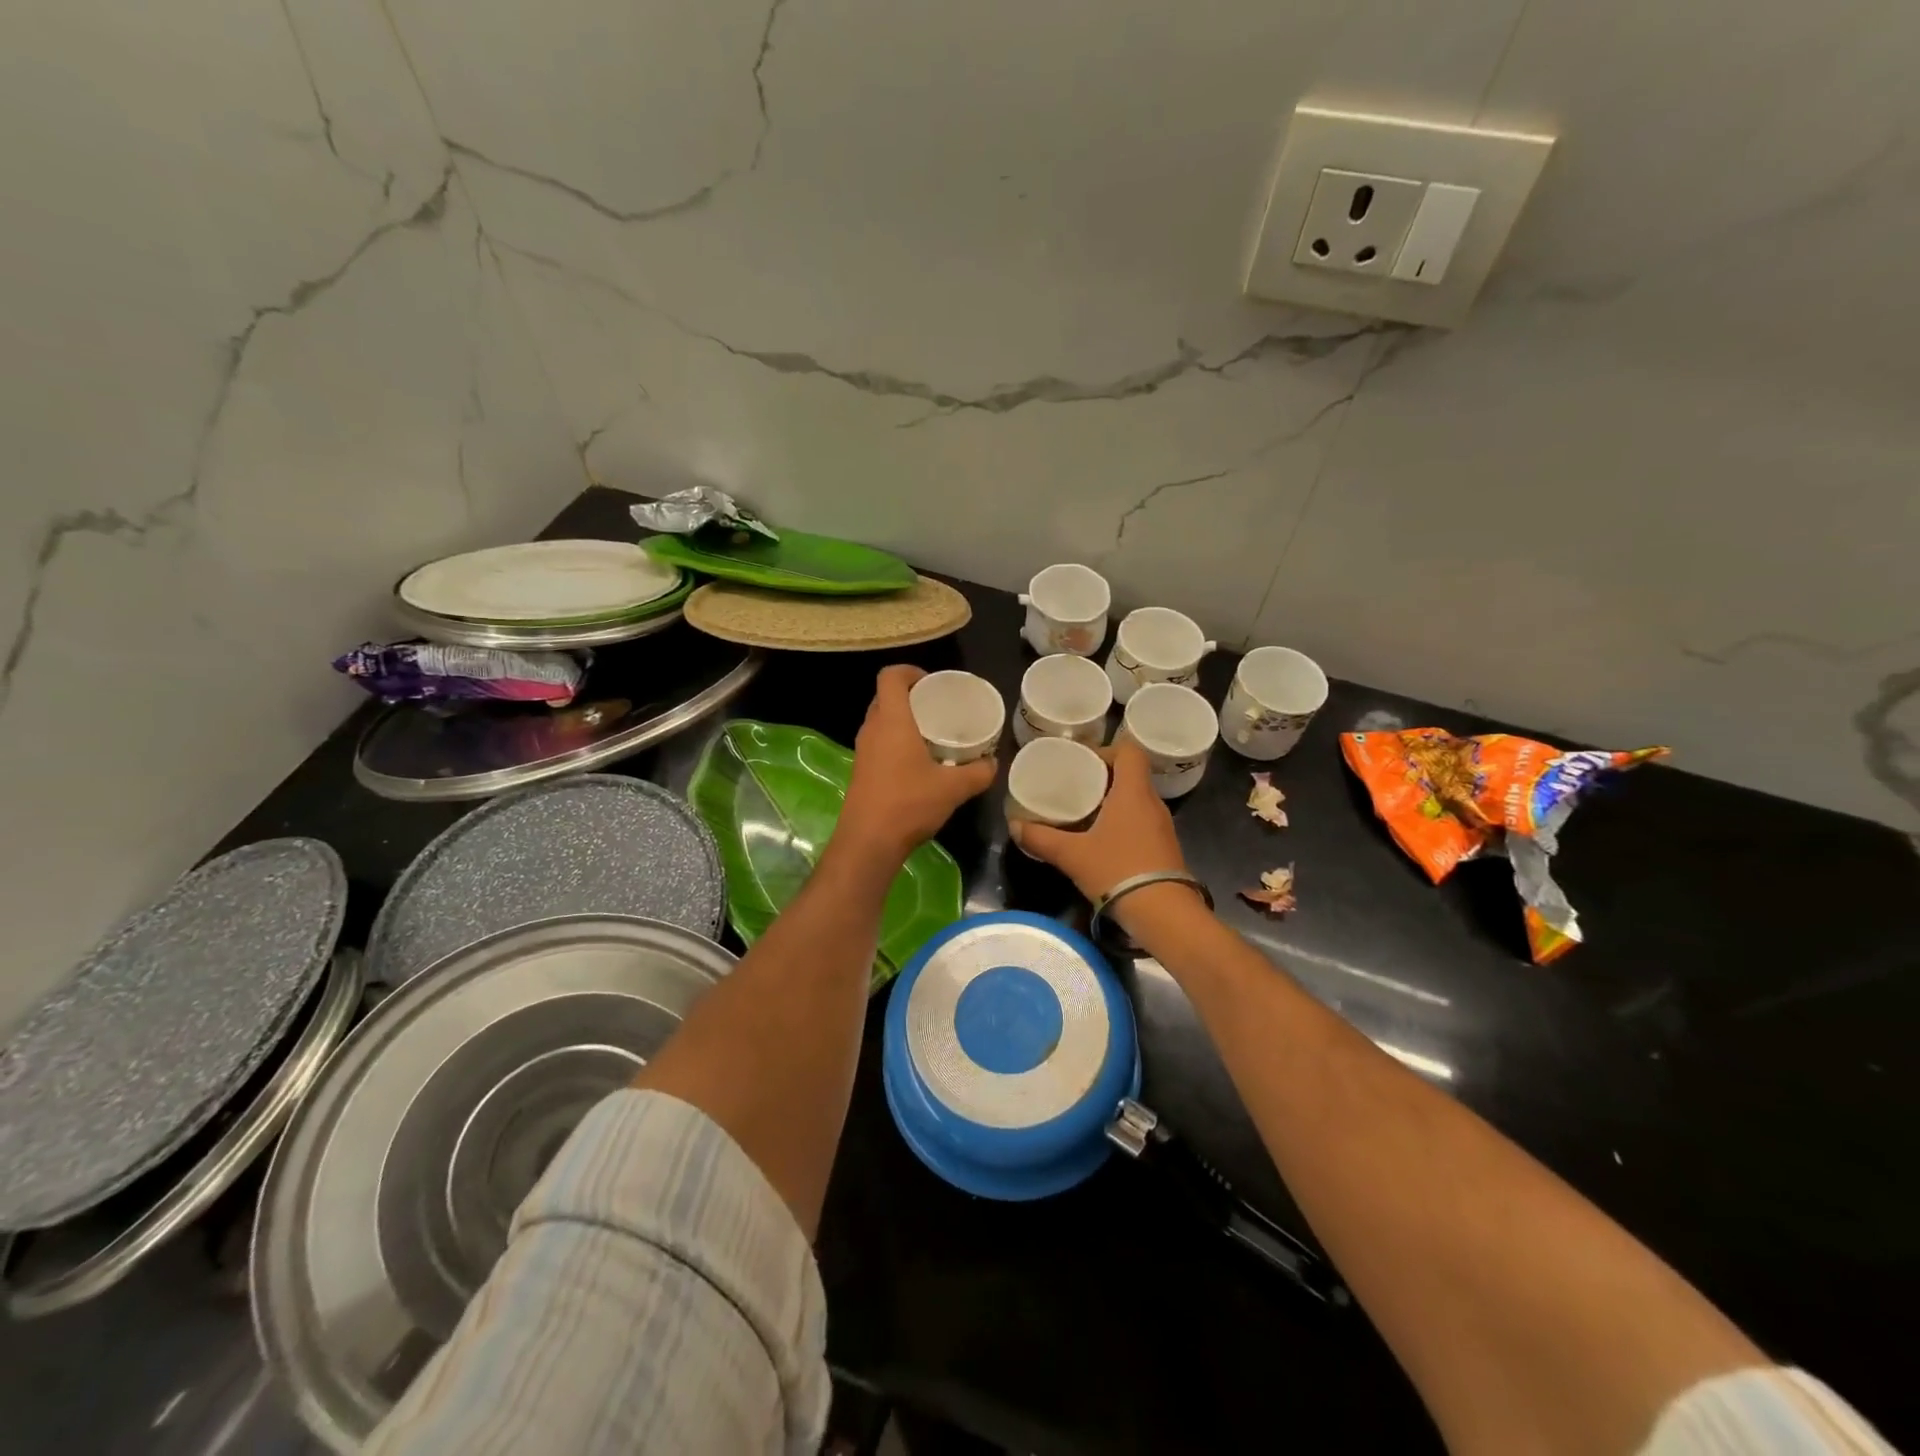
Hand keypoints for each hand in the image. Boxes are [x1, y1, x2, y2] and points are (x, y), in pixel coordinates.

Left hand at [836, 665, 997, 868]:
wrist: (868, 842)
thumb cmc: (909, 804)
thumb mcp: (954, 788)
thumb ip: (978, 773)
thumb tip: (993, 763)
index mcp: (891, 720)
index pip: (890, 676)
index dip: (909, 671)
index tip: (932, 682)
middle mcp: (872, 729)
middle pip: (885, 697)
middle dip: (910, 696)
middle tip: (937, 707)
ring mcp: (862, 751)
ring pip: (880, 722)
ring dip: (902, 720)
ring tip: (931, 733)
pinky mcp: (861, 771)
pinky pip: (878, 743)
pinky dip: (896, 742)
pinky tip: (918, 762)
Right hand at [1009, 738, 1187, 903]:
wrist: (1163, 914)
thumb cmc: (1117, 870)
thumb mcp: (1072, 855)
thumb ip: (1041, 838)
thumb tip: (1013, 827)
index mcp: (1133, 792)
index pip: (1129, 751)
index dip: (1106, 750)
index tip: (1082, 763)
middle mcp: (1152, 803)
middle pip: (1131, 775)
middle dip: (1103, 778)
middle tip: (1074, 787)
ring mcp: (1162, 827)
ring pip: (1136, 800)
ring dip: (1112, 802)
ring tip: (1083, 813)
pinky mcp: (1165, 849)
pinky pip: (1142, 822)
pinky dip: (1122, 823)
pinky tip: (1102, 841)